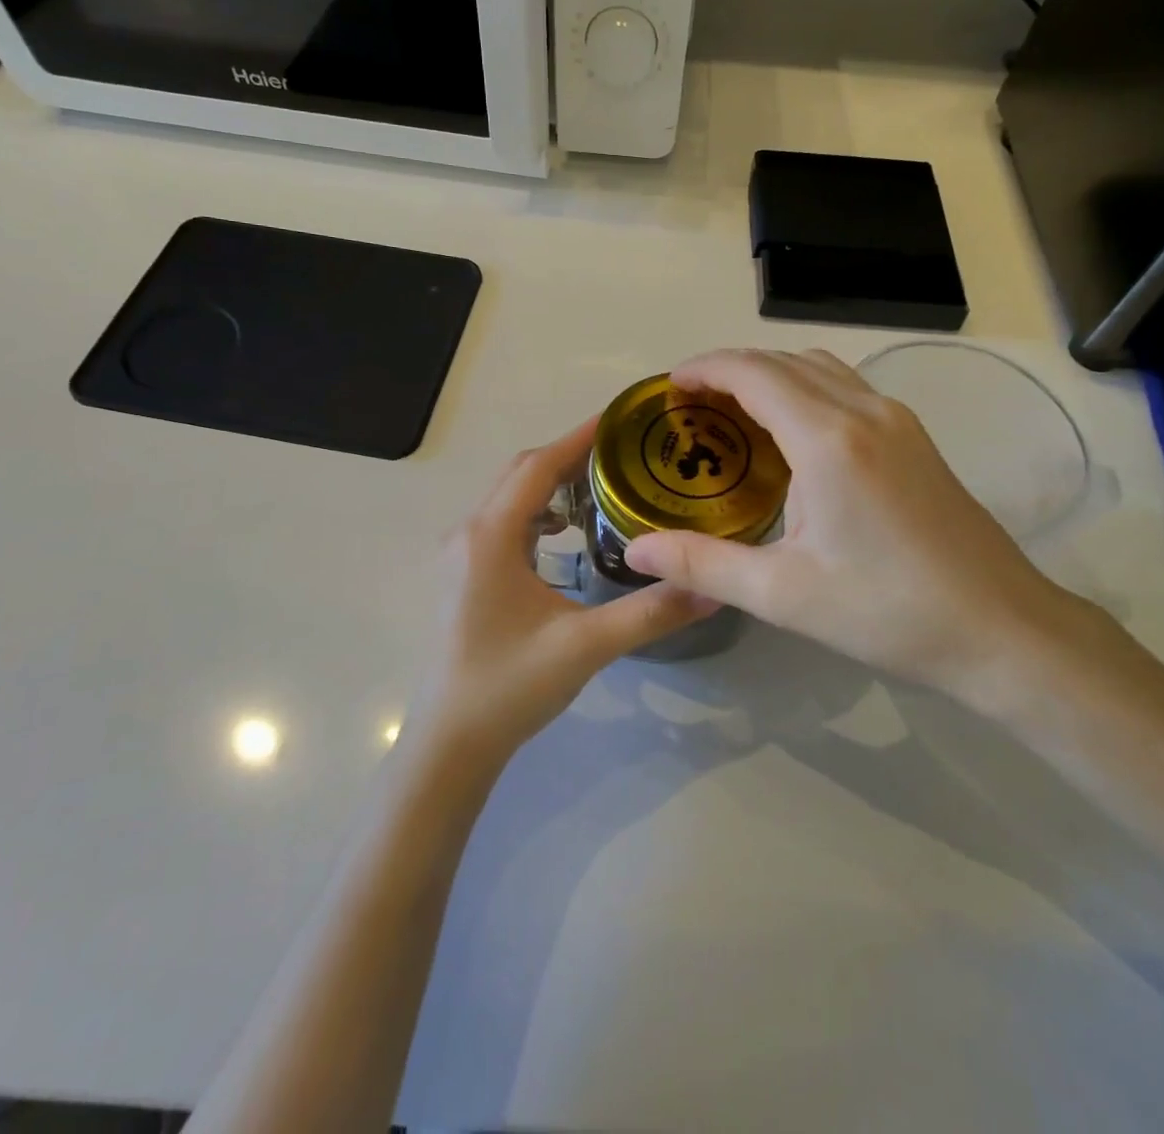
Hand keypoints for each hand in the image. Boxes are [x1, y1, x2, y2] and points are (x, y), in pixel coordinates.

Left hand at [405, 417, 717, 774]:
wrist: (450, 743)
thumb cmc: (509, 688)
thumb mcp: (586, 647)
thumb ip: (650, 613)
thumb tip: (712, 589)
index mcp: (490, 537)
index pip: (537, 467)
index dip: (579, 439)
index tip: (621, 419)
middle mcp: (468, 534)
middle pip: (520, 474)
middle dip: (569, 458)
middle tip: (624, 455)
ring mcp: (459, 555)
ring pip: (509, 498)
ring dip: (551, 485)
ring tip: (603, 489)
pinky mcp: (462, 575)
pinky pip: (502, 523)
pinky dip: (535, 514)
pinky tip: (564, 536)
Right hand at [624, 349, 1110, 712]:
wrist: (1002, 630)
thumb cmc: (887, 612)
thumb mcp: (783, 594)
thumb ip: (702, 565)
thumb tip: (635, 551)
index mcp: (828, 439)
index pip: (754, 372)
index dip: (706, 368)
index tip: (670, 386)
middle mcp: (865, 411)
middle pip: (785, 361)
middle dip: (731, 369)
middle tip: (690, 405)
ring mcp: (898, 420)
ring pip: (820, 368)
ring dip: (771, 374)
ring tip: (733, 412)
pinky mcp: (916, 438)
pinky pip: (846, 387)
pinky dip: (805, 388)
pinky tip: (791, 434)